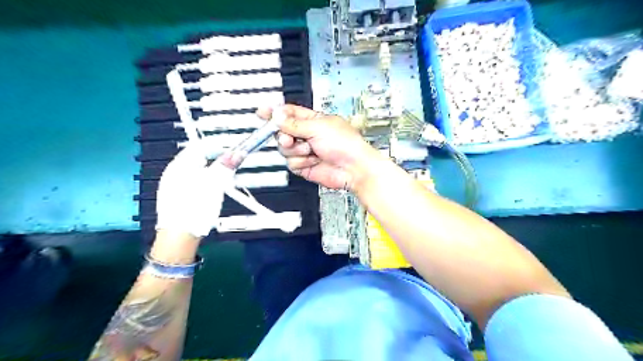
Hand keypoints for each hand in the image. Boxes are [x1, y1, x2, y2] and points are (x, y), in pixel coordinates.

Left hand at [155, 143, 234, 238]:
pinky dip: (203, 180)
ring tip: (223, 177)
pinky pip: (191, 180)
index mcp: (181, 164)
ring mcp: (171, 183)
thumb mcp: (215, 184)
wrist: (179, 237)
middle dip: (216, 158)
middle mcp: (173, 170)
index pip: (202, 145)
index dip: (220, 145)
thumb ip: (226, 166)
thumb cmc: (196, 207)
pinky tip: (209, 190)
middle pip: (198, 156)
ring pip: (195, 169)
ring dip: (210, 169)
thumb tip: (238, 152)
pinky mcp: (173, 195)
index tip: (234, 151)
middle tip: (231, 164)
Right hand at [257, 105, 377, 189]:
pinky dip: (302, 162)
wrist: (353, 168)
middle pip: (282, 132)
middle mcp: (307, 135)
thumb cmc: (345, 144)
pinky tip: (314, 160)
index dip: (274, 113)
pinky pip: (291, 163)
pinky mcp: (304, 165)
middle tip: (290, 138)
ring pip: (284, 149)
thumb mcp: (318, 127)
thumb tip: (277, 115)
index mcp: (312, 120)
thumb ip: (294, 123)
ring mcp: (305, 151)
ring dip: (297, 150)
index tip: (262, 112)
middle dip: (284, 135)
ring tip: (312, 150)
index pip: (288, 113)